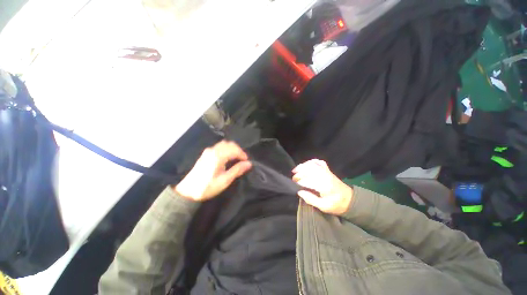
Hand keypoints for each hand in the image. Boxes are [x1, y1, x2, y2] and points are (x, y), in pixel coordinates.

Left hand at [175, 141, 251, 201]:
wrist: (187, 191)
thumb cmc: (207, 187)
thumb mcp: (224, 180)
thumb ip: (237, 170)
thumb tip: (249, 164)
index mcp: (218, 156)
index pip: (234, 149)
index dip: (243, 154)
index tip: (247, 162)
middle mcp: (213, 150)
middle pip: (230, 144)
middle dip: (238, 150)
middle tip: (243, 160)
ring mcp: (208, 151)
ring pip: (224, 144)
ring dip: (232, 149)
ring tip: (236, 159)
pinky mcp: (206, 154)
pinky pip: (219, 147)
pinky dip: (226, 149)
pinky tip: (228, 158)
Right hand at [292, 159, 352, 214]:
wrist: (351, 200)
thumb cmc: (337, 205)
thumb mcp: (324, 207)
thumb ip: (311, 199)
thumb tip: (299, 192)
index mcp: (324, 185)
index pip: (307, 180)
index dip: (299, 182)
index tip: (294, 185)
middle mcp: (324, 175)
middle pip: (308, 169)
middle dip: (299, 173)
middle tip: (293, 179)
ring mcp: (326, 171)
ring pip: (312, 164)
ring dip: (302, 166)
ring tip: (295, 170)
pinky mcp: (328, 170)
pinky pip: (319, 162)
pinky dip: (311, 162)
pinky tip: (306, 165)